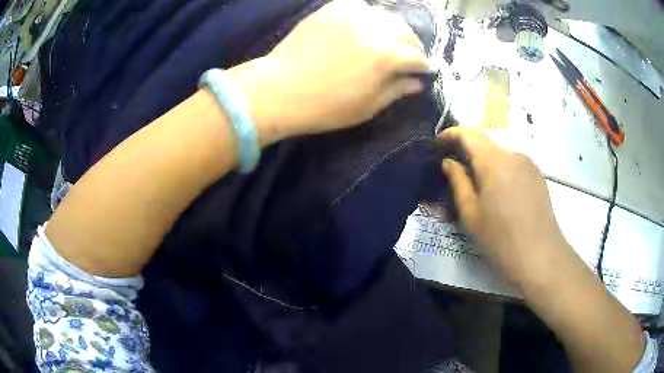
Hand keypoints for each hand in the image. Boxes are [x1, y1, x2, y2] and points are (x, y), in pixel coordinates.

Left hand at [245, 0, 428, 140]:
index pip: (417, 56)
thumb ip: (397, 90)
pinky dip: (369, 15)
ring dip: (393, 28)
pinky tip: (365, 25)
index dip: (422, 66)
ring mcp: (353, 14)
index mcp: (387, 56)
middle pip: (406, 31)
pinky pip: (362, 6)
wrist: (280, 89)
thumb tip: (418, 82)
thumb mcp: (368, 106)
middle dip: (412, 45)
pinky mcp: (334, 7)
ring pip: (387, 15)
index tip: (422, 71)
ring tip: (388, 39)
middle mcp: (376, 28)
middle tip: (408, 55)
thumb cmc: (326, 106)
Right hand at [439, 126, 569, 286]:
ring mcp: (529, 164)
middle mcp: (513, 154)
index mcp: (493, 161)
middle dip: (469, 152)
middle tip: (457, 174)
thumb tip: (449, 162)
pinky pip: (514, 165)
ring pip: (501, 155)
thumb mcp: (471, 215)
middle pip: (486, 143)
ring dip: (486, 164)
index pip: (469, 133)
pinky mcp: (538, 176)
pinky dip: (502, 172)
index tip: (439, 143)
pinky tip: (502, 197)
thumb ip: (458, 182)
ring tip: (481, 191)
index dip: (451, 133)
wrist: (541, 257)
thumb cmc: (500, 239)